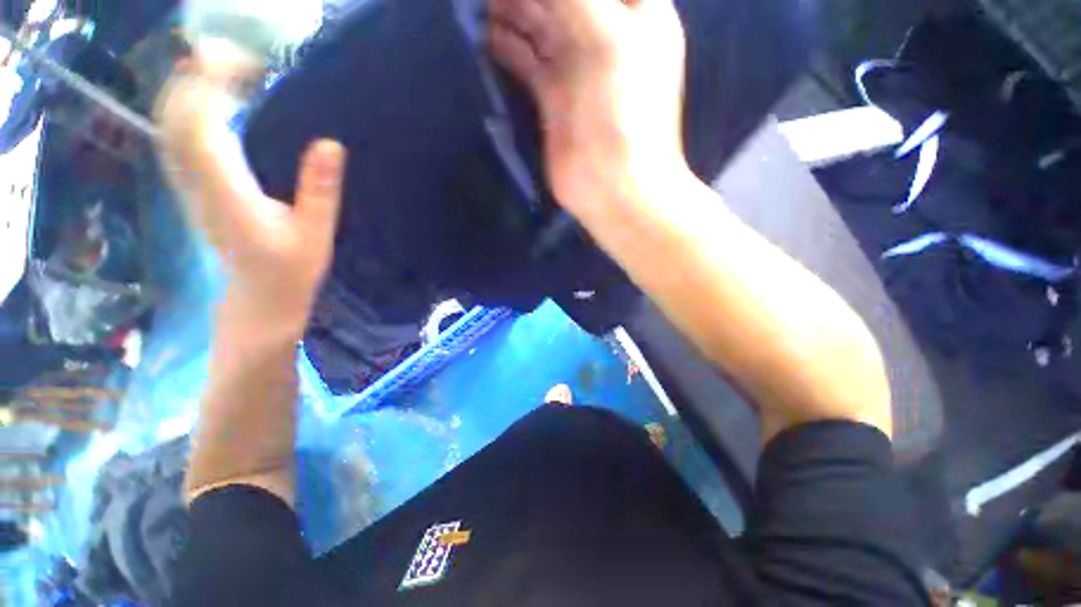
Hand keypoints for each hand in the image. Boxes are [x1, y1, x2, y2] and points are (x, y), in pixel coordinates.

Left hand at [154, 46, 344, 336]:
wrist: (258, 298)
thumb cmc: (292, 271)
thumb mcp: (316, 234)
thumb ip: (320, 190)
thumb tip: (330, 143)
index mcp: (228, 195)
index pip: (202, 125)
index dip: (215, 85)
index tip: (250, 64)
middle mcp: (196, 184)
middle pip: (175, 117)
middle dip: (197, 76)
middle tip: (237, 56)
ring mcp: (188, 186)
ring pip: (168, 124)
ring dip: (188, 88)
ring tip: (224, 68)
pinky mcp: (191, 188)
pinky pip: (176, 137)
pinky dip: (188, 108)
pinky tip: (213, 100)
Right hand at [488, 0, 687, 211]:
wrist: (611, 187)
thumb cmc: (623, 114)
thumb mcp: (607, 38)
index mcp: (636, 12)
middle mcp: (606, 35)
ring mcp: (578, 69)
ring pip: (542, 23)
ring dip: (512, 9)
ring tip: (481, 1)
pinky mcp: (555, 99)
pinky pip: (528, 61)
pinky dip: (507, 46)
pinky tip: (485, 35)